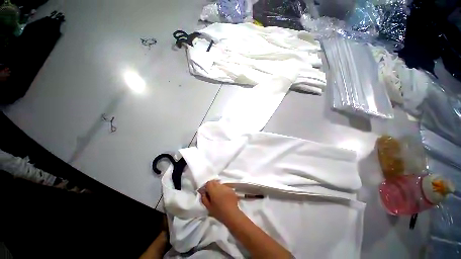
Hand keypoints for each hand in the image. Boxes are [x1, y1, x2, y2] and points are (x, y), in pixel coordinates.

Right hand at [200, 180, 240, 223]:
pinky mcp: (231, 189)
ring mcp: (226, 187)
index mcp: (213, 189)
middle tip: (210, 194)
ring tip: (217, 196)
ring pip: (219, 184)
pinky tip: (223, 196)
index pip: (208, 183)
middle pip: (214, 182)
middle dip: (211, 186)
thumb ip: (204, 198)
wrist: (232, 214)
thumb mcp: (208, 207)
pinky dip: (222, 190)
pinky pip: (225, 187)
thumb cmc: (219, 212)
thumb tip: (202, 191)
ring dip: (217, 187)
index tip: (205, 192)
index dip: (206, 187)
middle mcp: (220, 186)